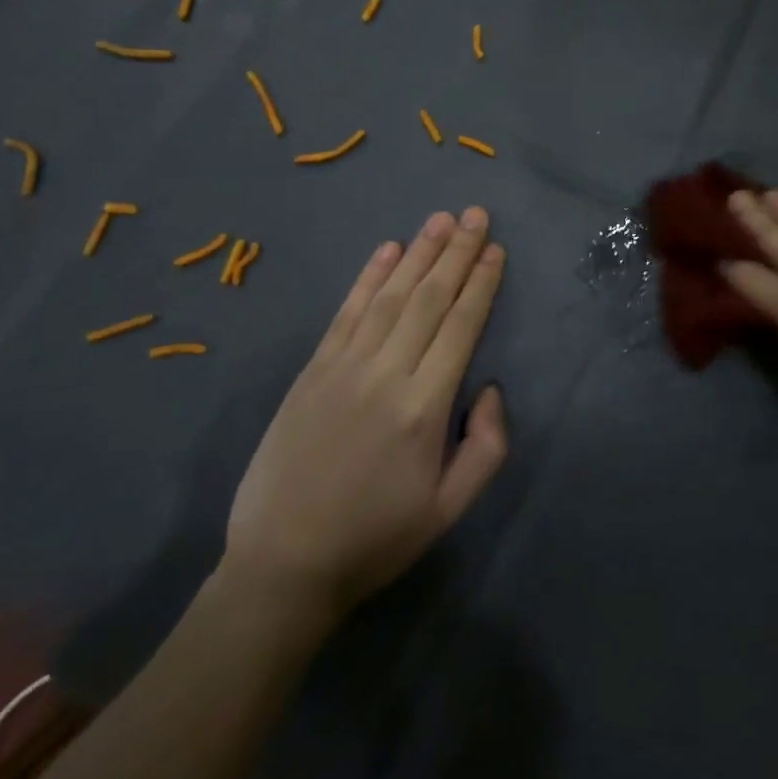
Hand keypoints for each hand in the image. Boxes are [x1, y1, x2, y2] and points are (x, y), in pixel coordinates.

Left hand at [219, 208, 508, 627]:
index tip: (495, 248)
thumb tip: (491, 387)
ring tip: (440, 219)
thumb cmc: (375, 538)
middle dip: (456, 252)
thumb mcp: (449, 510)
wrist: (283, 565)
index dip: (480, 283)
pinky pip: (347, 311)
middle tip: (475, 213)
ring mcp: (344, 366)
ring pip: (390, 295)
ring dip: (419, 252)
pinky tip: (388, 250)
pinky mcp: (313, 369)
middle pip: (429, 299)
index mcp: (424, 408)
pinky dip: (368, 276)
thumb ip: (487, 447)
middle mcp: (386, 374)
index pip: (460, 327)